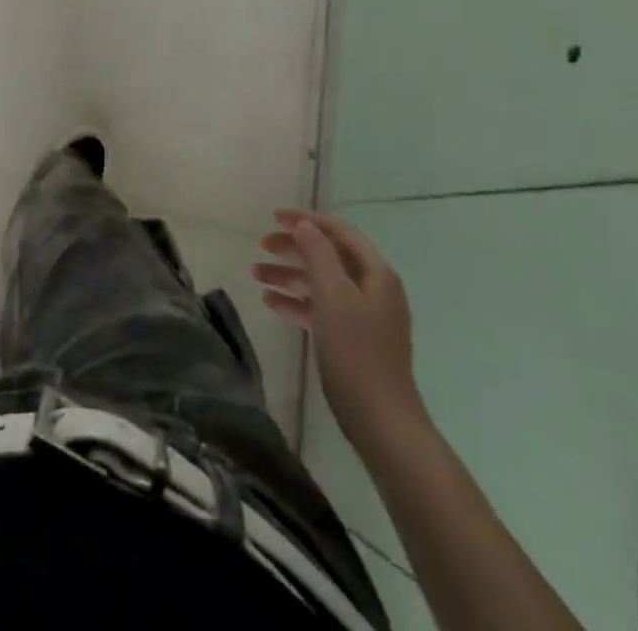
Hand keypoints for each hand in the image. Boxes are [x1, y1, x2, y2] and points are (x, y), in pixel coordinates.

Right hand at [254, 208, 426, 450]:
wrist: (381, 421)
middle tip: (261, 246)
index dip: (307, 221)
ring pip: (321, 283)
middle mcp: (373, 289)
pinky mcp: (353, 339)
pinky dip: (297, 302)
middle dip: (293, 248)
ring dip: (289, 275)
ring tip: (255, 274)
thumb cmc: (356, 351)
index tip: (273, 216)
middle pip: (328, 256)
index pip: (339, 233)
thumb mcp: (333, 295)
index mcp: (376, 274)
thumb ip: (318, 254)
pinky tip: (271, 303)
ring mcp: (364, 316)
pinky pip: (321, 309)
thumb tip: (304, 224)